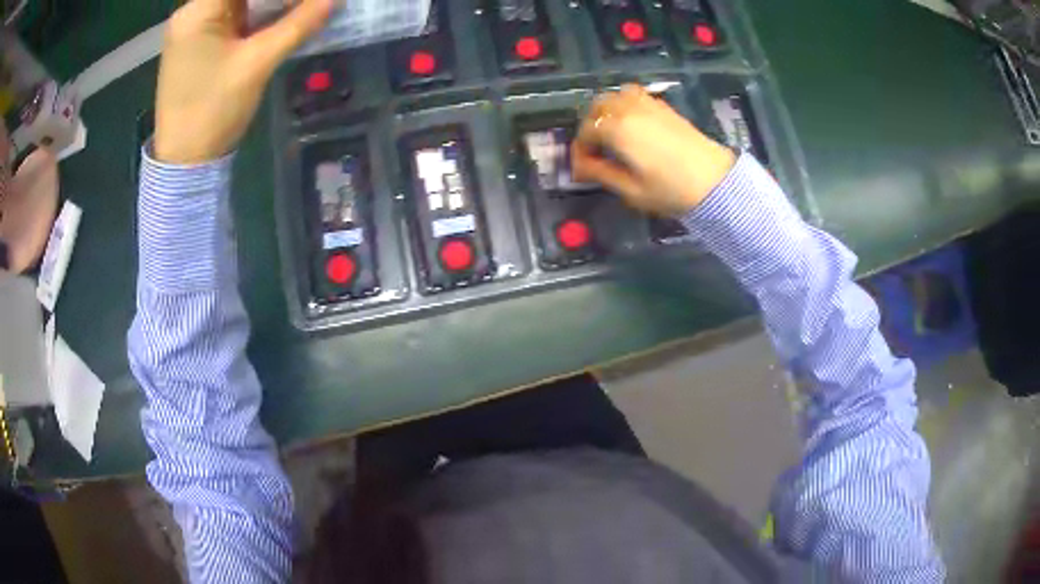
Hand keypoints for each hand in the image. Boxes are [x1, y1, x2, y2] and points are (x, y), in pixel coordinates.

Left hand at [155, 0, 332, 163]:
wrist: (184, 162)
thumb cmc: (213, 111)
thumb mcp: (257, 64)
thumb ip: (297, 24)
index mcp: (197, 11)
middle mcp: (191, 12)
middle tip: (303, 3)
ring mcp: (192, 28)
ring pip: (237, 0)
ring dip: (267, 0)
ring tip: (296, 8)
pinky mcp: (197, 42)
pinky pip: (232, 14)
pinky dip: (256, 10)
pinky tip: (279, 14)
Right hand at [571, 85, 735, 216]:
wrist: (715, 181)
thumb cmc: (670, 190)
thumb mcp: (630, 190)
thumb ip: (600, 173)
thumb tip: (580, 167)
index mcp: (617, 129)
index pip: (585, 132)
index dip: (580, 151)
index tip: (583, 170)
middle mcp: (628, 109)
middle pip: (596, 108)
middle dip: (590, 127)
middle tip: (595, 150)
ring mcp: (647, 103)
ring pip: (614, 96)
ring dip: (605, 112)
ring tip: (611, 134)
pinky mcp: (663, 106)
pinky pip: (633, 95)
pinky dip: (623, 105)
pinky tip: (631, 125)